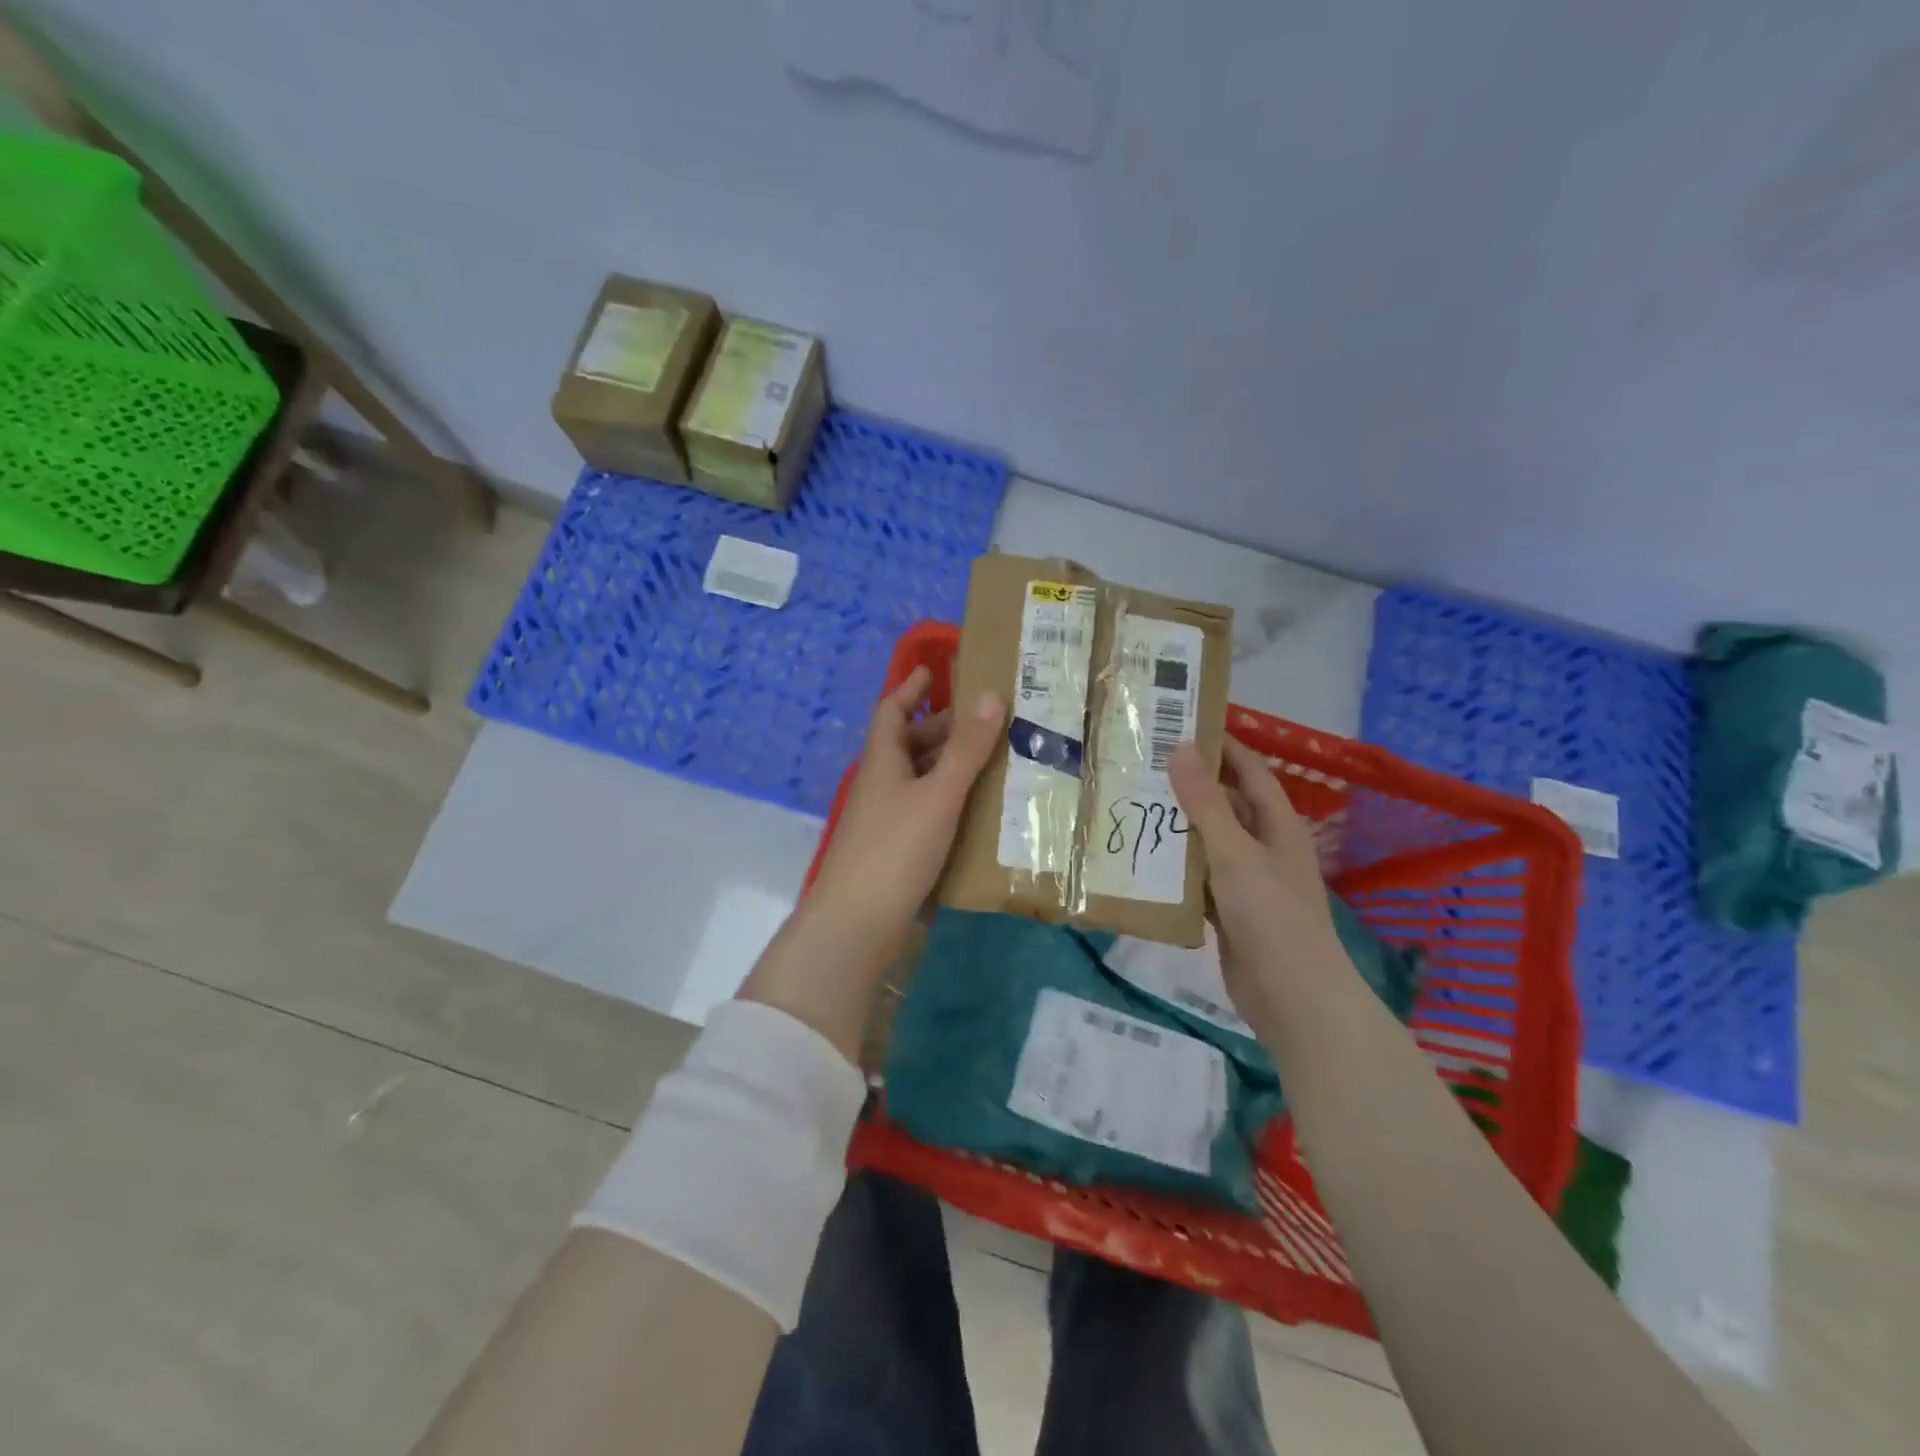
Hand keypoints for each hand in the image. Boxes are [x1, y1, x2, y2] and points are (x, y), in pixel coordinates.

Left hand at [807, 666, 1005, 948]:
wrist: (858, 922)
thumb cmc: (896, 848)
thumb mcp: (938, 795)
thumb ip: (966, 749)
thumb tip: (990, 696)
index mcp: (883, 761)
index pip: (892, 711)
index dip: (910, 689)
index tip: (932, 670)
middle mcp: (881, 784)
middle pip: (907, 744)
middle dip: (940, 728)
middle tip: (983, 721)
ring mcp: (884, 819)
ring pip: (918, 779)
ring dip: (947, 765)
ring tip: (991, 761)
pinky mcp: (894, 849)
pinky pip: (924, 810)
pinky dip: (947, 800)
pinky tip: (976, 809)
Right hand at [1167, 736, 1343, 1011]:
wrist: (1292, 998)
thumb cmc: (1271, 916)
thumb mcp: (1235, 853)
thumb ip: (1206, 803)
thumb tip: (1181, 748)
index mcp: (1276, 824)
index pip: (1249, 770)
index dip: (1221, 745)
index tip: (1180, 723)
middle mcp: (1263, 846)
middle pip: (1224, 804)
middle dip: (1189, 784)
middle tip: (1141, 764)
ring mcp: (1246, 880)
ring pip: (1207, 841)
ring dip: (1177, 826)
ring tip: (1131, 803)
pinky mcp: (1229, 911)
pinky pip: (1198, 878)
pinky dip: (1175, 868)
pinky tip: (1142, 859)